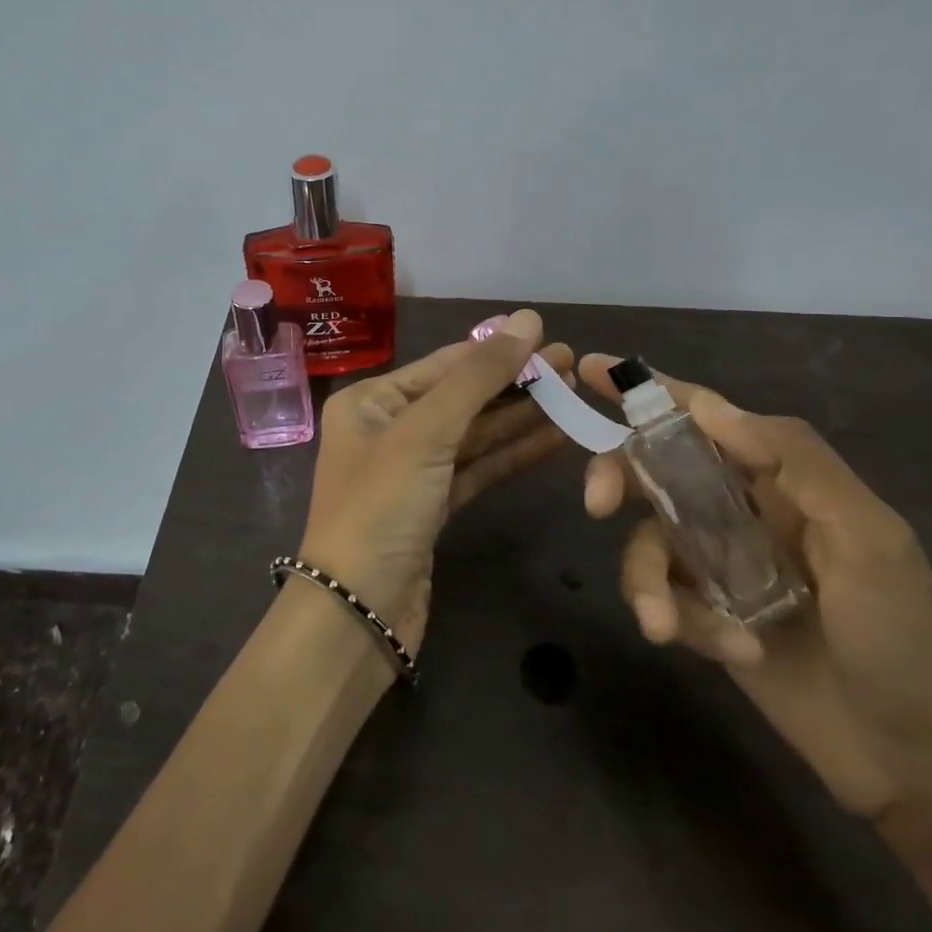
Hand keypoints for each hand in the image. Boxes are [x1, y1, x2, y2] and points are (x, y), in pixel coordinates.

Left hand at [301, 311, 573, 652]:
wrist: (357, 612)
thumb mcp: (426, 432)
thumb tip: (526, 318)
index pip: (444, 365)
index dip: (497, 350)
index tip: (549, 337)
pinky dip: (513, 455)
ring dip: (522, 417)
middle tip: (573, 366)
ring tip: (574, 396)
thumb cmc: (381, 507)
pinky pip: (478, 469)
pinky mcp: (433, 508)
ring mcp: (412, 471)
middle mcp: (389, 429)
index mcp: (371, 401)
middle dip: (515, 383)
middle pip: (462, 398)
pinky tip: (554, 439)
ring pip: (475, 435)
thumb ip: (478, 376)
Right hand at [580, 355, 931, 819]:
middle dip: (618, 478)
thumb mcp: (868, 538)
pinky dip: (682, 621)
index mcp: (779, 478)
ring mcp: (718, 565)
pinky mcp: (704, 615)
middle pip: (653, 469)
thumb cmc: (904, 638)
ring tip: (664, 625)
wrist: (917, 762)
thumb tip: (710, 406)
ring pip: (646, 541)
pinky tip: (732, 652)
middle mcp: (739, 511)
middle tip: (597, 505)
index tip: (589, 367)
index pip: (703, 417)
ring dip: (647, 580)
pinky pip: (662, 597)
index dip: (647, 389)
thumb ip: (795, 460)